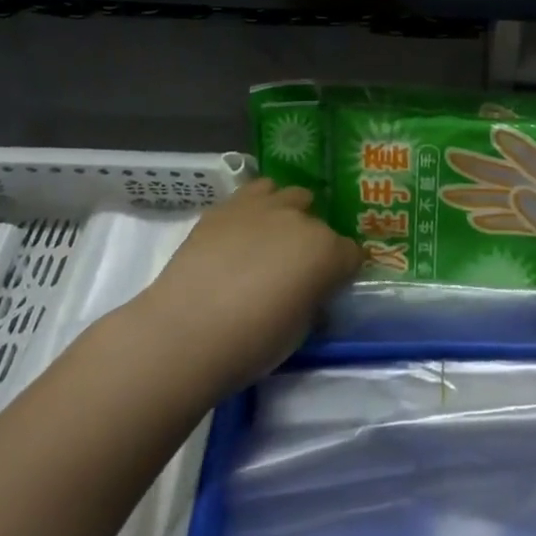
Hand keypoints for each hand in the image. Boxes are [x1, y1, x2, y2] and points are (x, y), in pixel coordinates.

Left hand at [129, 179, 361, 404]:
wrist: (184, 332)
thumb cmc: (249, 343)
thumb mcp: (299, 332)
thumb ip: (313, 301)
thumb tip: (310, 292)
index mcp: (327, 253)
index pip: (351, 254)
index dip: (341, 272)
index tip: (327, 289)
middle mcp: (302, 220)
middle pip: (320, 225)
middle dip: (314, 245)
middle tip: (294, 271)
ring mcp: (265, 207)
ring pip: (292, 196)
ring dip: (290, 215)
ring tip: (272, 240)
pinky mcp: (229, 205)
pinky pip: (256, 192)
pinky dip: (259, 206)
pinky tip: (245, 229)